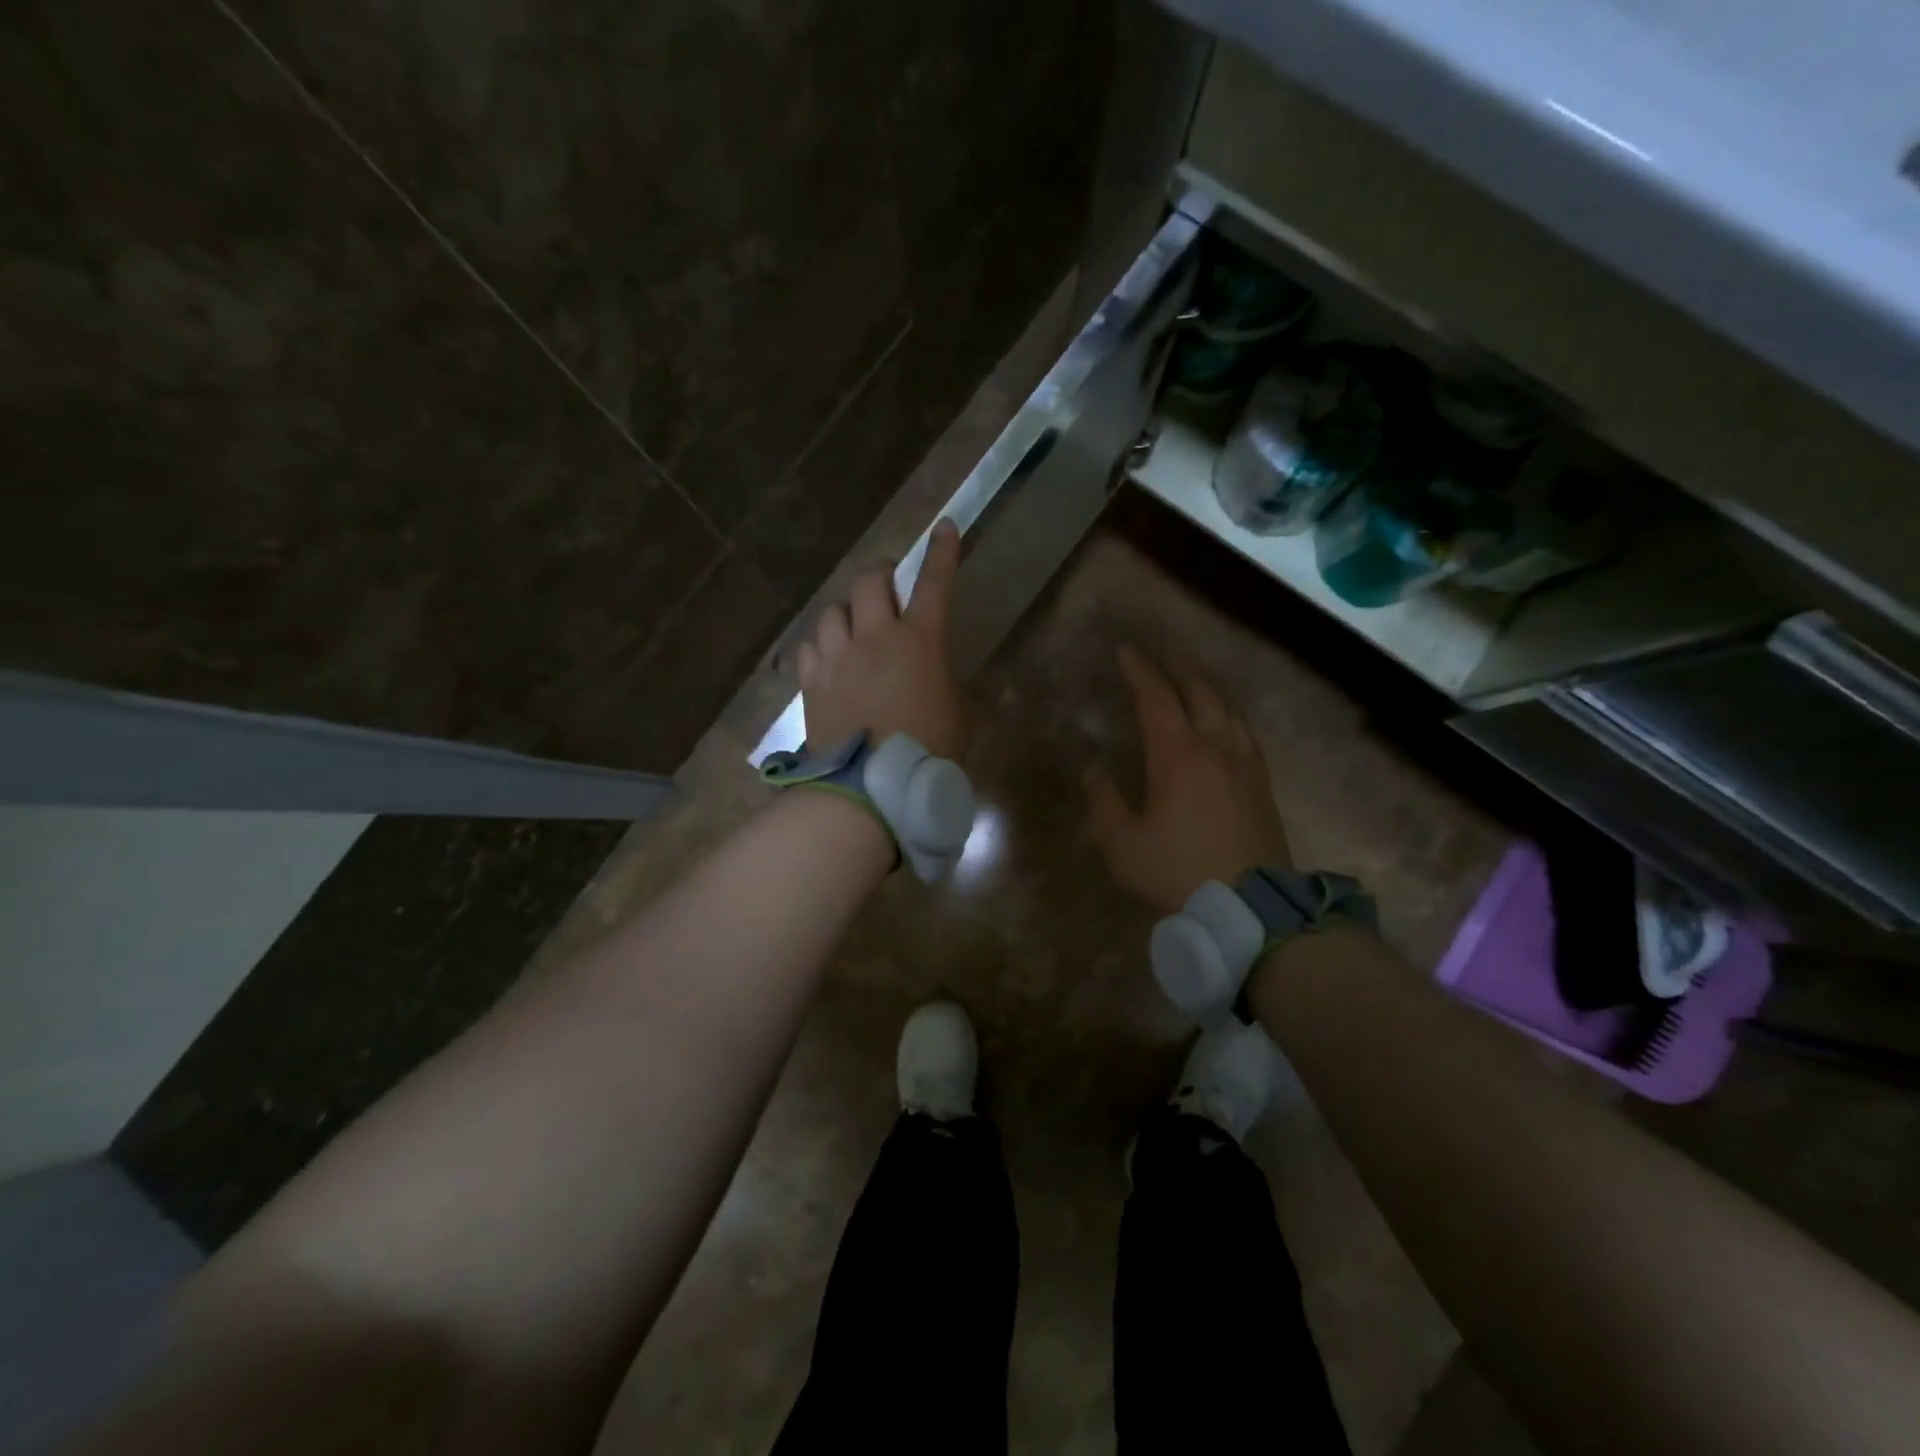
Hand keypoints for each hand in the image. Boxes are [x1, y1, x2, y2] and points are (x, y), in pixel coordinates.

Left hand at [798, 518, 965, 759]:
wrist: (872, 787)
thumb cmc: (929, 752)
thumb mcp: (955, 712)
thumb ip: (941, 679)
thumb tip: (929, 670)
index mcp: (921, 641)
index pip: (935, 583)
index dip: (942, 552)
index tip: (944, 526)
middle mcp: (876, 638)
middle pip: (870, 581)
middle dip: (880, 574)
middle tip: (887, 584)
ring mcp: (838, 658)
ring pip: (834, 611)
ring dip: (847, 613)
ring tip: (853, 630)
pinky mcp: (812, 682)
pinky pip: (811, 647)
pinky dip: (822, 647)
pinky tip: (828, 661)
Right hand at [1085, 645, 1291, 911]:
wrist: (1250, 906)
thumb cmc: (1178, 871)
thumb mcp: (1124, 845)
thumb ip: (1105, 803)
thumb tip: (1095, 771)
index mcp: (1177, 755)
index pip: (1156, 697)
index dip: (1139, 670)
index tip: (1125, 651)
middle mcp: (1215, 747)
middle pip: (1198, 692)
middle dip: (1175, 669)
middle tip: (1158, 657)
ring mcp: (1245, 763)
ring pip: (1227, 708)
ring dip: (1205, 688)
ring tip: (1190, 682)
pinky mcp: (1263, 783)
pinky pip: (1244, 731)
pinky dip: (1227, 714)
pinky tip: (1223, 723)